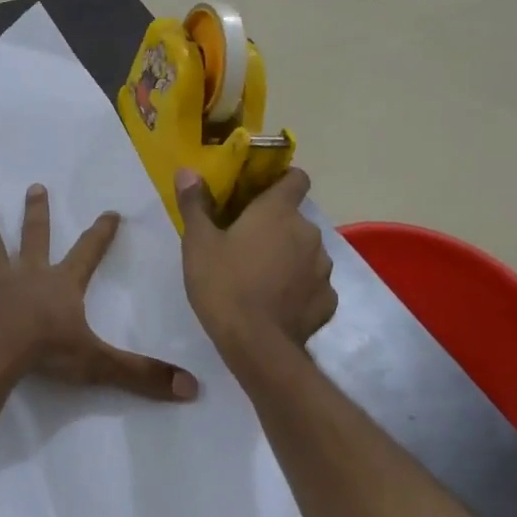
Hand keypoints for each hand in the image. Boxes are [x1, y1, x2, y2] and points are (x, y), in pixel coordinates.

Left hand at [0, 185, 198, 400]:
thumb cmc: (49, 352)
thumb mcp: (101, 364)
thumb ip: (143, 375)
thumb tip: (192, 389)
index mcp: (61, 285)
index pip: (88, 253)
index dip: (101, 234)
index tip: (110, 211)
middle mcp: (28, 276)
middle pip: (35, 238)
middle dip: (37, 213)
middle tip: (35, 187)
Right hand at [176, 167, 336, 356]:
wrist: (256, 345)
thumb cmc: (223, 284)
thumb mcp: (198, 243)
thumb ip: (195, 204)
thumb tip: (188, 170)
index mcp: (278, 212)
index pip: (296, 178)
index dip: (282, 180)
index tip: (261, 191)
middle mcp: (308, 232)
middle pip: (296, 219)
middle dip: (276, 226)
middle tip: (246, 243)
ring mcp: (323, 268)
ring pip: (306, 252)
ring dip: (289, 257)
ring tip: (261, 276)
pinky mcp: (328, 300)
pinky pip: (313, 284)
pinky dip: (298, 288)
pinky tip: (277, 303)